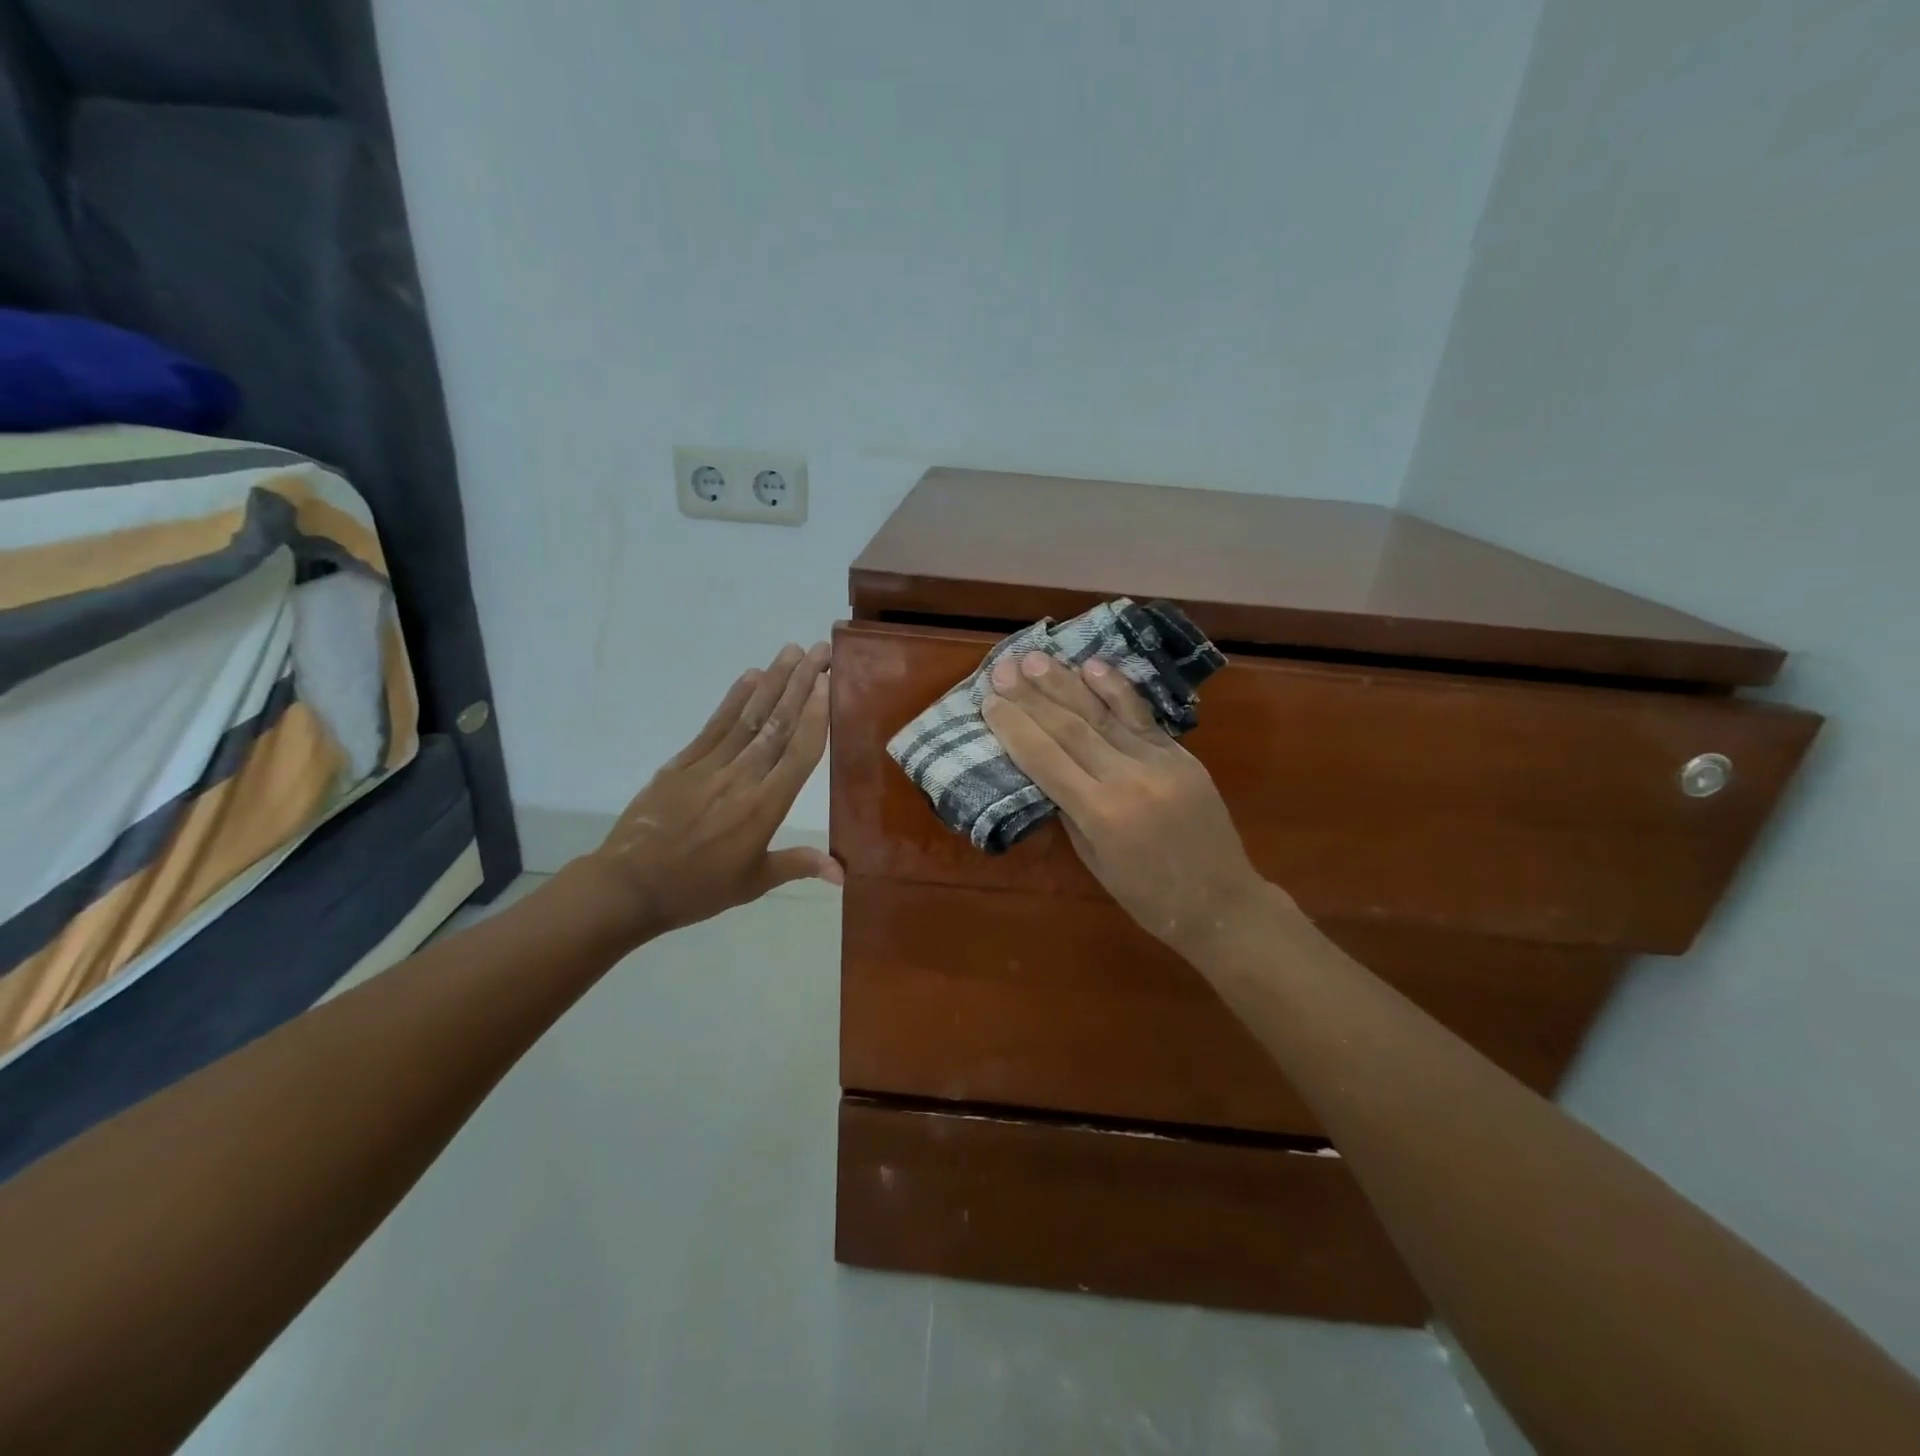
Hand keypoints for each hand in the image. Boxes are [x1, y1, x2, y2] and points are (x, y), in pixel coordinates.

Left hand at [575, 642, 841, 946]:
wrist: (629, 886)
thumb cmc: (698, 889)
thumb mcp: (753, 883)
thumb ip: (798, 865)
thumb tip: (842, 872)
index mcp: (764, 808)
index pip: (798, 754)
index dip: (815, 716)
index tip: (828, 683)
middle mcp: (741, 778)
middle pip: (777, 724)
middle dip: (801, 684)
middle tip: (821, 651)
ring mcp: (709, 766)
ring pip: (749, 717)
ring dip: (773, 682)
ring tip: (792, 651)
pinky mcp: (682, 762)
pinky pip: (715, 725)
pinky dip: (734, 699)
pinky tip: (750, 677)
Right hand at [980, 650, 1271, 957]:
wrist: (1221, 901)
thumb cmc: (1148, 897)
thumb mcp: (1094, 861)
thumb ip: (1070, 811)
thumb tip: (1047, 770)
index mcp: (1100, 814)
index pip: (1044, 759)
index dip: (1013, 728)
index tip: (989, 702)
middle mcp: (1127, 779)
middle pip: (1069, 727)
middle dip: (1031, 697)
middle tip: (1003, 669)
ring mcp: (1159, 762)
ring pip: (1103, 714)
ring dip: (1065, 682)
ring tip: (1035, 658)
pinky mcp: (1181, 755)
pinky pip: (1142, 716)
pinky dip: (1116, 689)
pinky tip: (1093, 666)